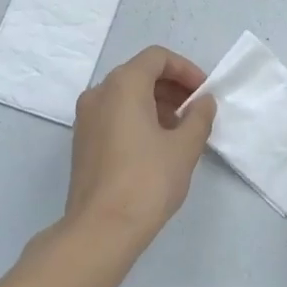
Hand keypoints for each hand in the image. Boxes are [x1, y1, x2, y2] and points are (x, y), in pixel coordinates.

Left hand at [65, 46, 216, 238]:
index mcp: (122, 85)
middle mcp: (99, 92)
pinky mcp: (82, 140)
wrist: (101, 229)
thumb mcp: (184, 147)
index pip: (157, 58)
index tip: (204, 93)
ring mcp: (86, 117)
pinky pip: (113, 114)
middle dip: (172, 87)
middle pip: (139, 73)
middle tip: (197, 111)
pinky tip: (157, 145)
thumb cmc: (147, 181)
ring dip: (156, 103)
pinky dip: (137, 118)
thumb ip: (199, 117)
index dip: (185, 70)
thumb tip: (203, 102)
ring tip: (181, 130)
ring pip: (125, 95)